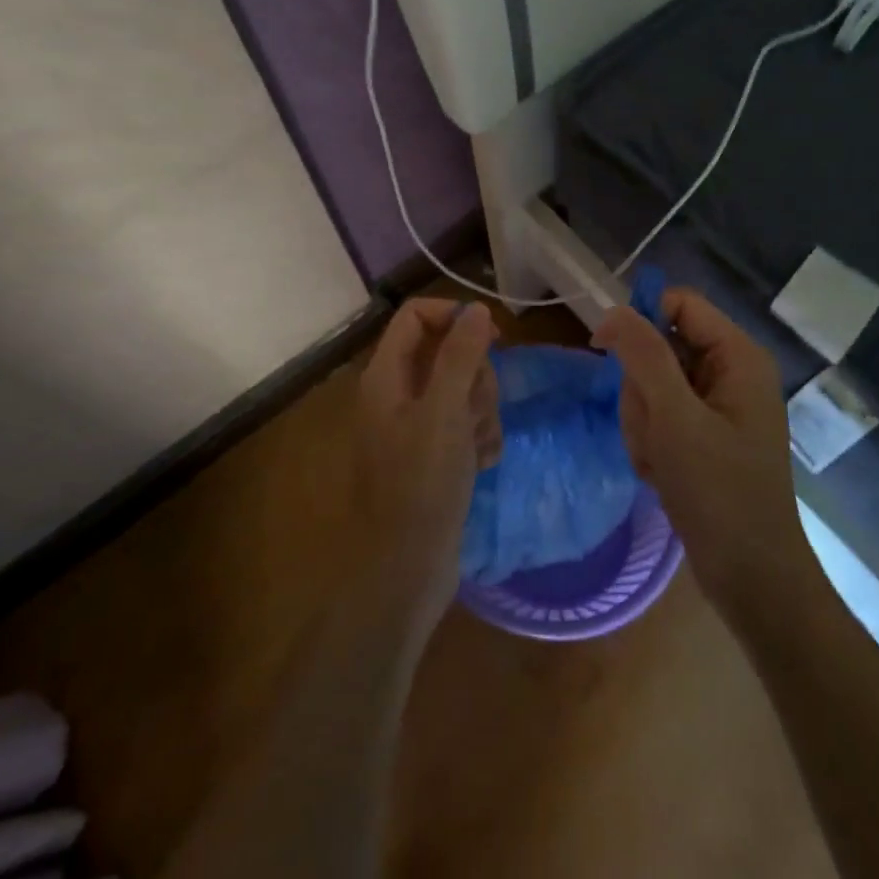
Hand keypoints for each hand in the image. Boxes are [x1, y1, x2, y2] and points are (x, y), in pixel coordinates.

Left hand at [353, 299, 499, 638]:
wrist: (406, 570)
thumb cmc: (420, 485)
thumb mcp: (444, 412)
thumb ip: (460, 354)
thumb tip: (476, 308)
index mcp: (386, 375)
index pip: (416, 316)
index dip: (453, 316)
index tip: (492, 338)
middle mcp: (398, 393)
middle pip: (447, 352)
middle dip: (475, 377)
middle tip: (475, 410)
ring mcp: (417, 426)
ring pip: (463, 389)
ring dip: (481, 411)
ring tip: (477, 446)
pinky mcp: (435, 455)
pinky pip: (466, 424)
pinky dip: (479, 438)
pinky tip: (481, 464)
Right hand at [594, 289, 810, 618]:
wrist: (752, 579)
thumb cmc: (719, 492)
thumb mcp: (675, 417)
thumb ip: (644, 355)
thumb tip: (615, 310)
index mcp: (738, 356)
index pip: (679, 304)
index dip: (640, 319)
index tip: (603, 348)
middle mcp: (731, 372)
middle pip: (660, 347)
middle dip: (642, 390)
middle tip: (653, 431)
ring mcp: (718, 406)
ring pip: (653, 385)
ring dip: (643, 422)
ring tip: (659, 460)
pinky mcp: (705, 435)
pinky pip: (660, 416)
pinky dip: (651, 443)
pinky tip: (662, 474)